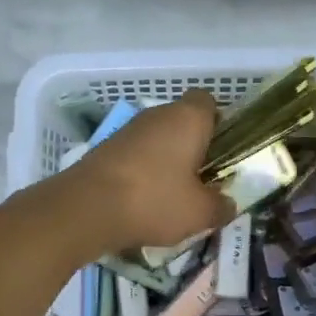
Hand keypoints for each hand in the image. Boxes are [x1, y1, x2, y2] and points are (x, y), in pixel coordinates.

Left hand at [58, 91, 231, 254]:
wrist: (86, 208)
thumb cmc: (155, 200)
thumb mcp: (201, 213)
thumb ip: (221, 206)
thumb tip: (228, 204)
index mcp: (188, 118)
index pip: (209, 102)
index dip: (218, 123)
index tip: (223, 152)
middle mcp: (157, 114)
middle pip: (182, 121)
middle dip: (193, 147)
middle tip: (202, 180)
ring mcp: (128, 129)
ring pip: (157, 139)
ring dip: (166, 161)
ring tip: (173, 196)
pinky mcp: (105, 148)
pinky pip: (135, 155)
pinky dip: (142, 172)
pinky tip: (144, 201)